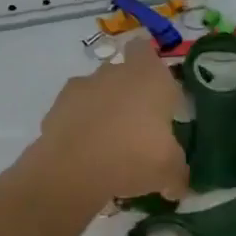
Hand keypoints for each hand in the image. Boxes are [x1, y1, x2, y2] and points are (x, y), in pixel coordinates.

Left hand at [35, 38, 190, 203]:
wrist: (73, 169)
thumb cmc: (134, 156)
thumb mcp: (169, 170)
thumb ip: (178, 172)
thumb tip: (178, 185)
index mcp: (149, 76)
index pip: (147, 50)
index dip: (150, 66)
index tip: (156, 90)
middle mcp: (115, 72)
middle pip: (122, 73)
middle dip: (128, 93)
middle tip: (138, 125)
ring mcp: (82, 87)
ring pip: (96, 91)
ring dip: (102, 109)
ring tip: (109, 144)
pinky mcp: (56, 107)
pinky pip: (74, 112)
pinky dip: (79, 126)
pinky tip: (86, 153)